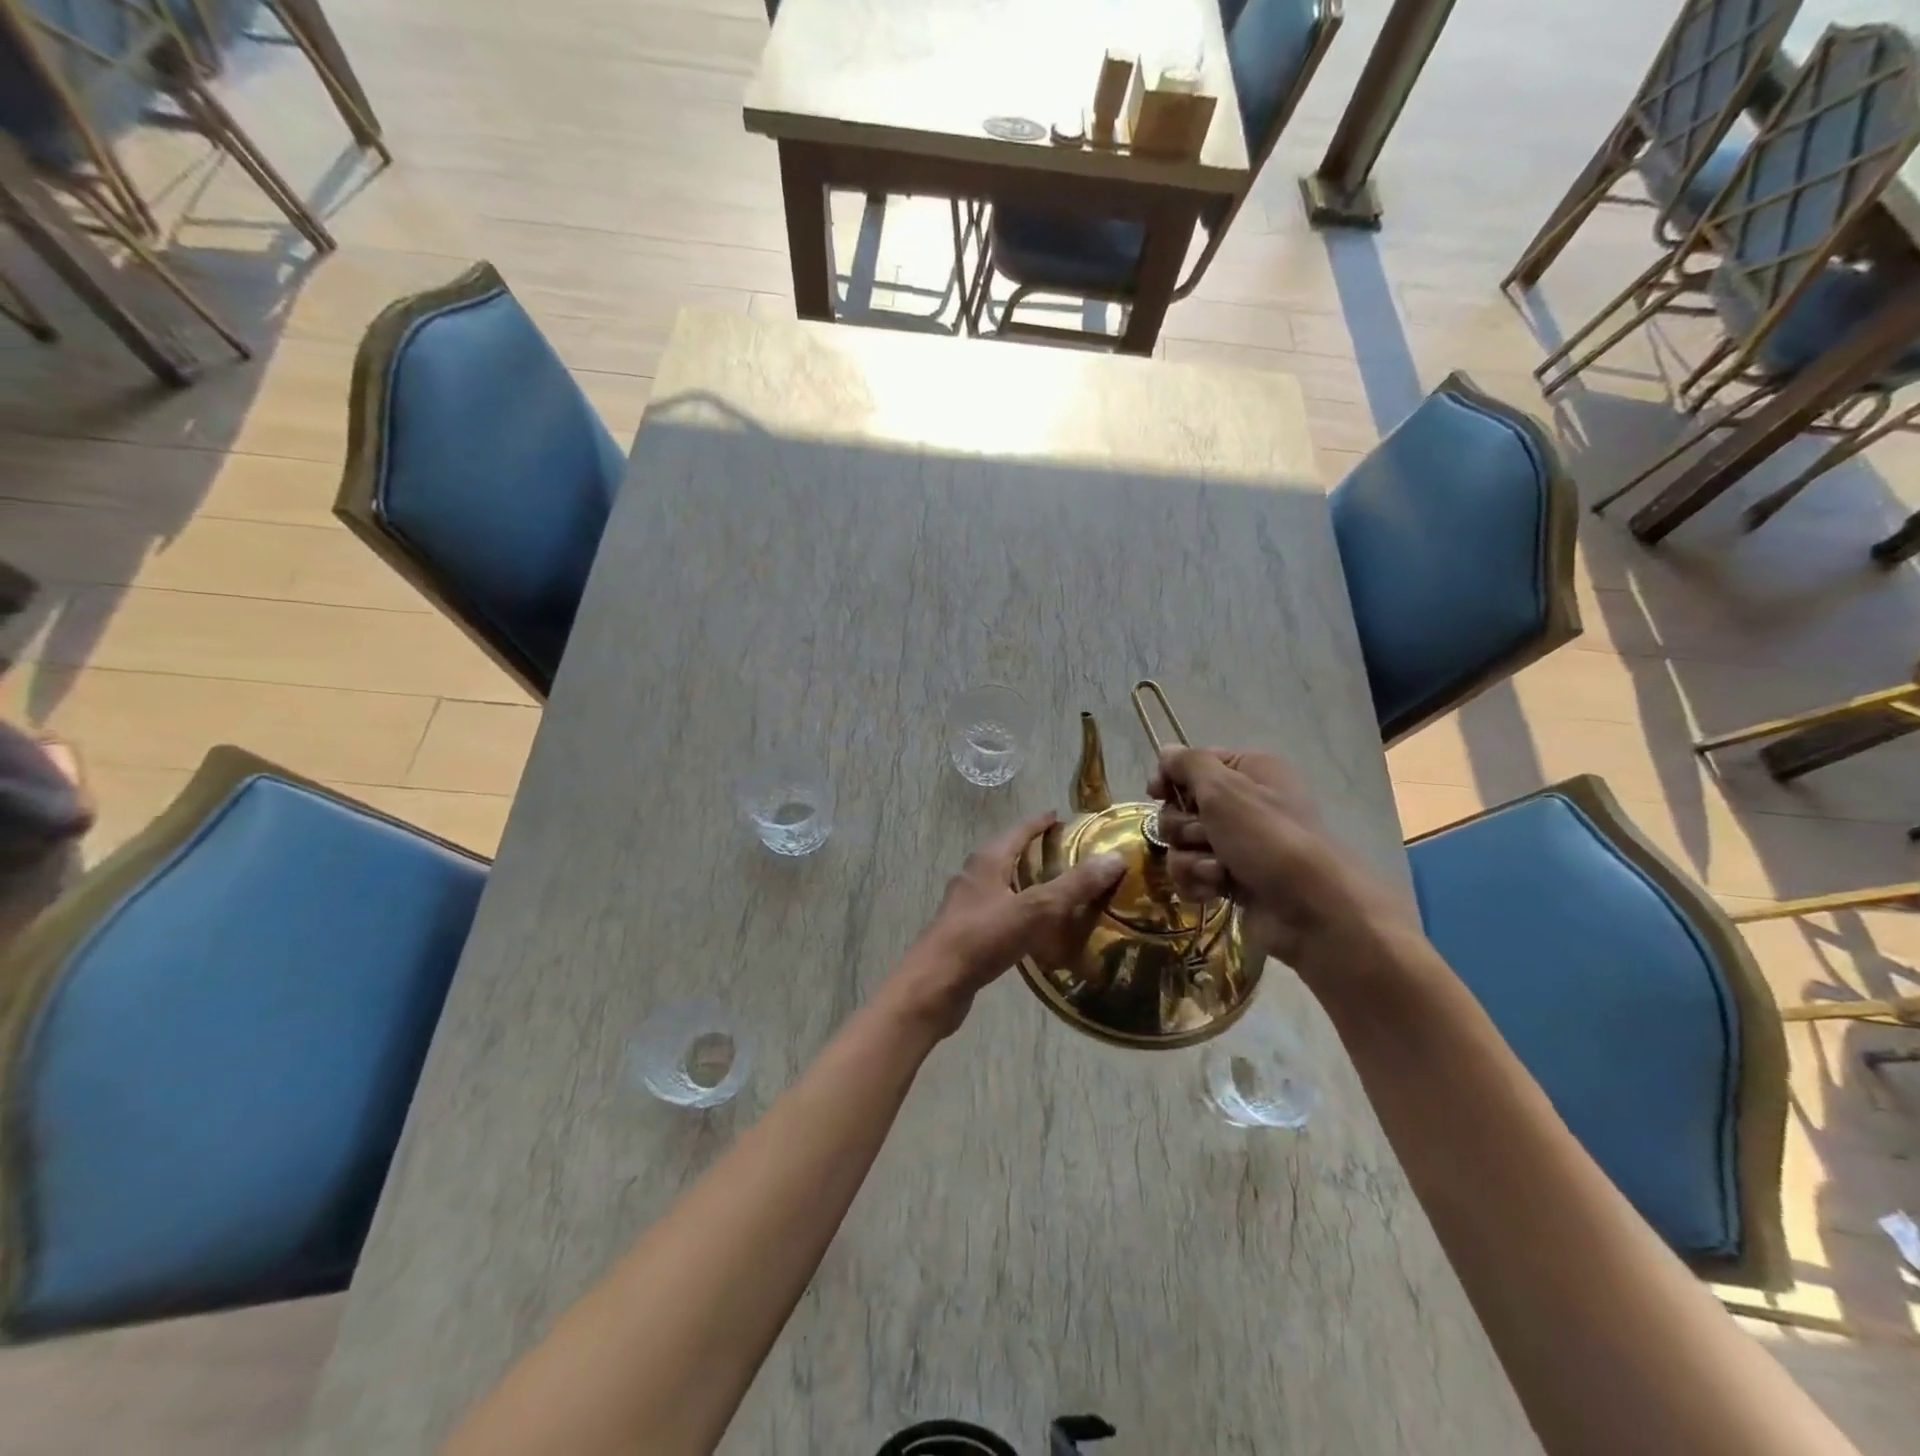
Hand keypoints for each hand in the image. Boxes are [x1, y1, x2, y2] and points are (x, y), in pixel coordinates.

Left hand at [890, 812, 1125, 1037]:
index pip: (1019, 830)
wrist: (935, 985)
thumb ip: (1074, 885)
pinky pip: (1000, 913)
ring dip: (1028, 884)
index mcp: (988, 860)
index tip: (1063, 817)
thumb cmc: (983, 938)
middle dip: (1036, 852)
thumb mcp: (1035, 909)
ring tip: (1060, 892)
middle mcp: (974, 875)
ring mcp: (967, 905)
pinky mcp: (966, 932)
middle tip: (1070, 856)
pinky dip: (1020, 913)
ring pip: (1004, 885)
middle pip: (1009, 854)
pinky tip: (1036, 930)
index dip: (1041, 823)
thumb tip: (1115, 857)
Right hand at [1149, 747, 1416, 983]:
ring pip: (1182, 844)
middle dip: (1184, 826)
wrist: (1311, 910)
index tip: (1156, 793)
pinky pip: (1191, 873)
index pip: (1192, 764)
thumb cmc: (1268, 838)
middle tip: (1207, 837)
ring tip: (1218, 870)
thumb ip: (1188, 764)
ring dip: (1191, 858)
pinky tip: (1215, 890)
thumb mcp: (1225, 789)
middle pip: (1181, 807)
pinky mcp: (1230, 880)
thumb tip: (1166, 751)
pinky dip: (1198, 881)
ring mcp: (1236, 845)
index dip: (1171, 778)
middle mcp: (1243, 804)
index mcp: (1249, 771)